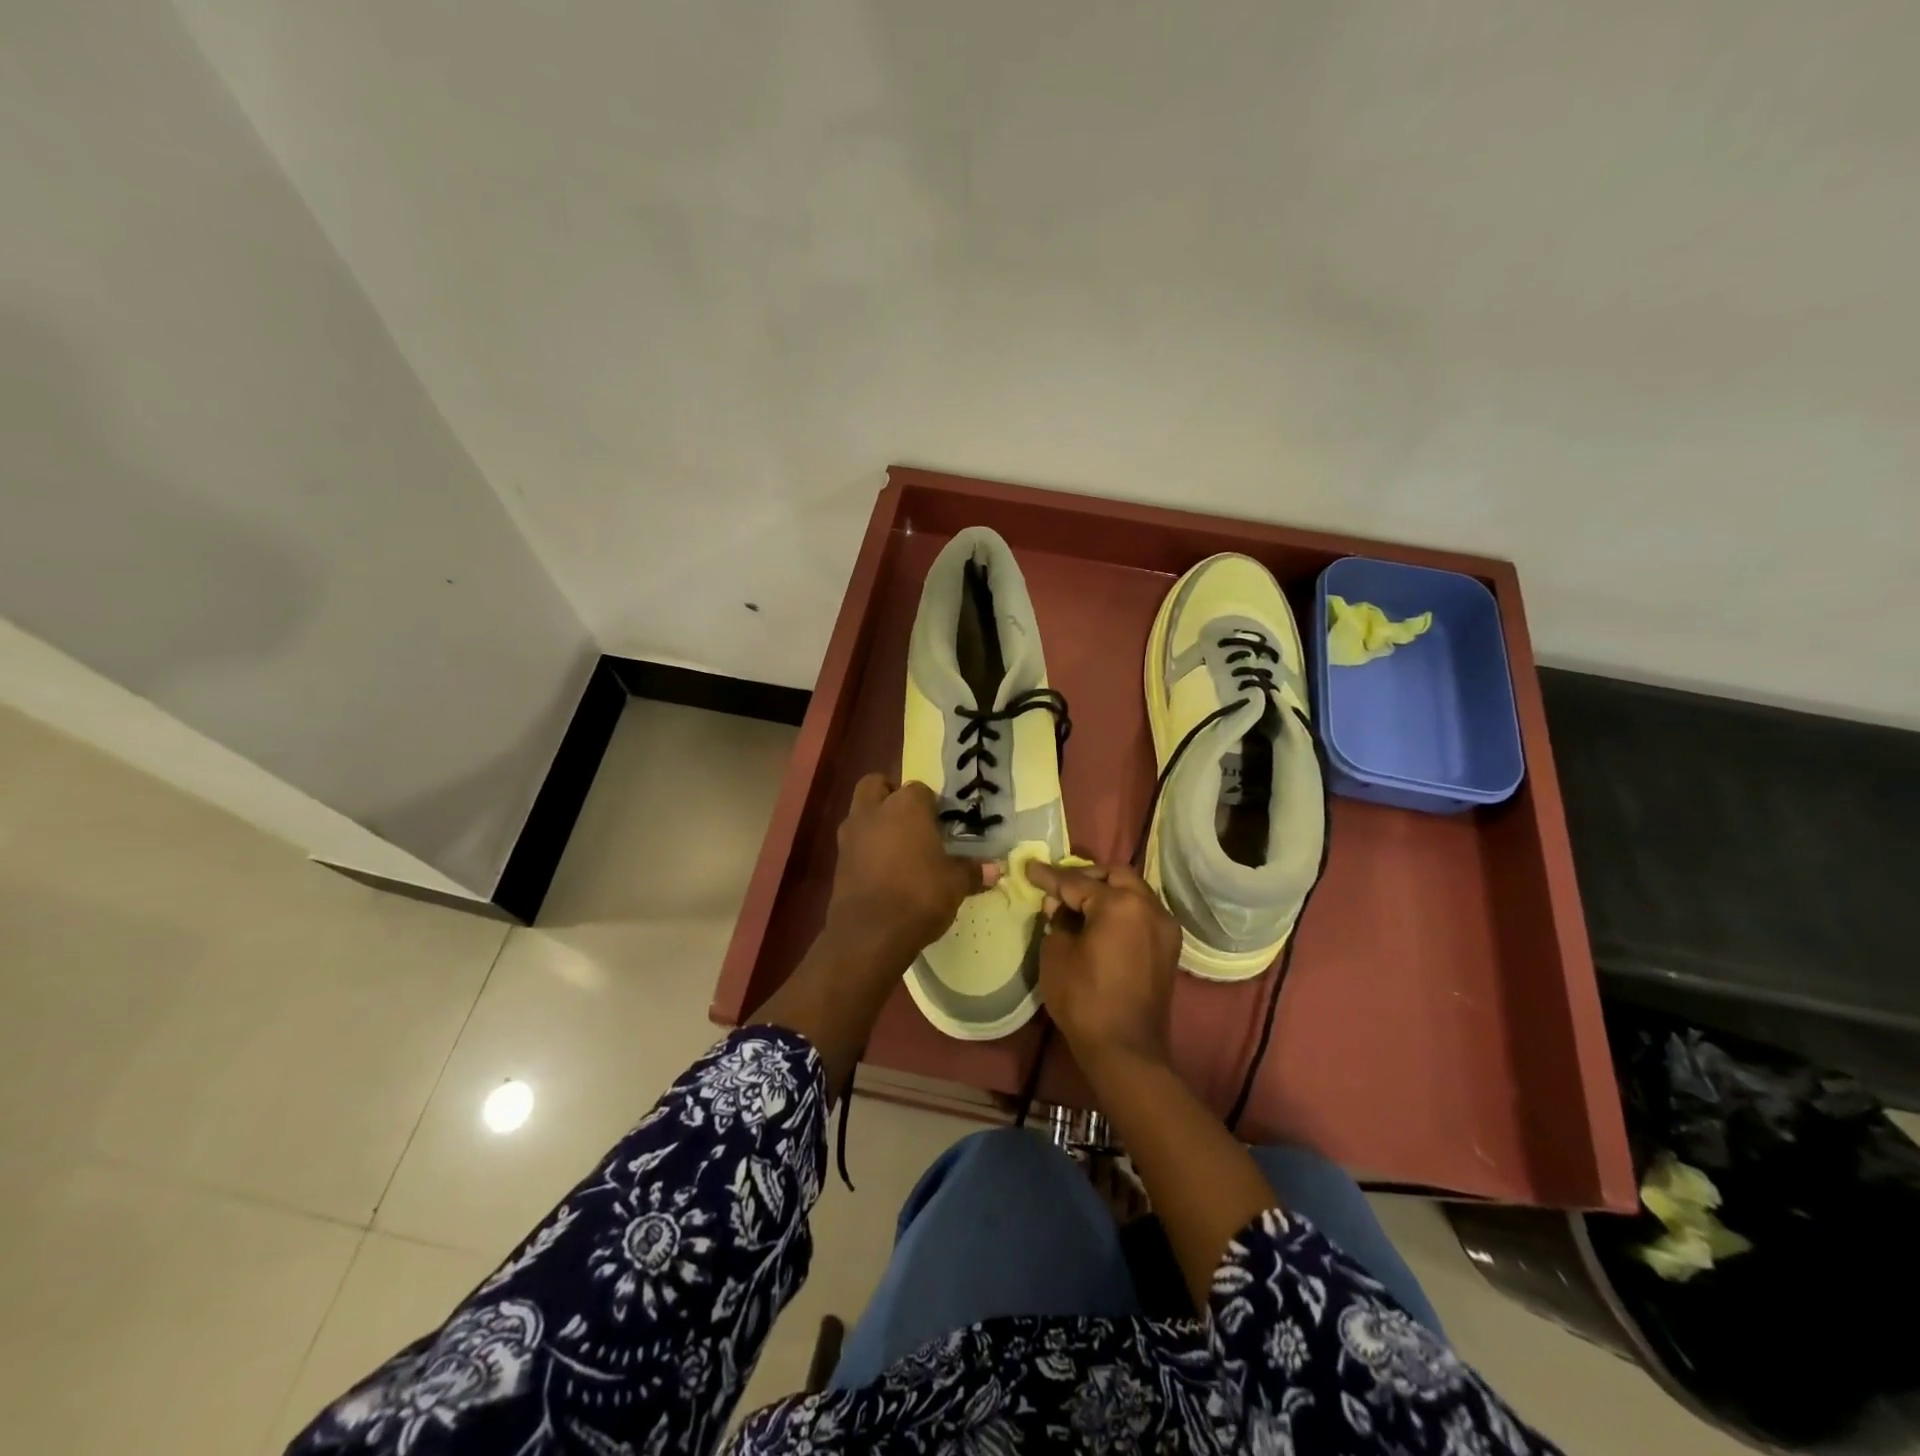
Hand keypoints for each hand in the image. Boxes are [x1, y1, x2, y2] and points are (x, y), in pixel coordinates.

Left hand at [827, 775, 997, 962]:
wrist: (870, 932)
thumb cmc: (919, 894)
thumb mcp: (955, 884)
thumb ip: (972, 871)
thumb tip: (995, 870)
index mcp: (906, 806)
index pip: (920, 789)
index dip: (931, 804)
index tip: (942, 823)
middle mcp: (874, 812)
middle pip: (875, 785)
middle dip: (889, 795)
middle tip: (910, 819)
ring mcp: (850, 836)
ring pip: (860, 813)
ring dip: (874, 822)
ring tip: (897, 847)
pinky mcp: (838, 862)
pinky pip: (853, 843)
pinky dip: (865, 849)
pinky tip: (883, 871)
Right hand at [1024, 861, 1180, 1074]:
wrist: (1125, 1050)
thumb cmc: (1084, 1000)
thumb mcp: (1056, 954)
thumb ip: (1057, 921)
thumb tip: (1060, 907)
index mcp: (1120, 904)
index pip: (1077, 882)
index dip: (1049, 876)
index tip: (1029, 867)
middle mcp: (1149, 907)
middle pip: (1115, 875)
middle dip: (1086, 876)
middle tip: (1059, 886)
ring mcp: (1164, 927)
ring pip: (1134, 892)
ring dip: (1107, 891)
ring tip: (1078, 903)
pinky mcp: (1168, 947)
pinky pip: (1143, 913)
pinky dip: (1122, 909)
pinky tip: (1100, 922)